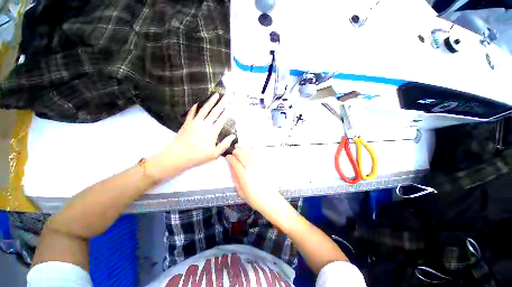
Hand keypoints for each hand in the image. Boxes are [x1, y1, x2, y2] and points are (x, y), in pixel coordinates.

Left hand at [149, 94, 235, 179]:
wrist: (178, 156)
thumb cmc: (198, 156)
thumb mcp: (214, 154)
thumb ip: (224, 144)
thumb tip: (233, 136)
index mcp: (212, 132)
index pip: (221, 120)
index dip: (227, 113)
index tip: (231, 106)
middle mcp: (205, 125)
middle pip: (215, 112)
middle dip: (221, 103)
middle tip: (226, 96)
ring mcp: (195, 123)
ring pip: (204, 109)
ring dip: (210, 101)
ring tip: (215, 94)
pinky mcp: (187, 123)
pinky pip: (191, 113)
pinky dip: (195, 107)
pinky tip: (197, 102)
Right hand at [226, 147, 284, 213]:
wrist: (270, 200)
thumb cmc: (254, 198)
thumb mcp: (240, 191)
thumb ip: (235, 178)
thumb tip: (231, 167)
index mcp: (244, 176)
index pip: (235, 163)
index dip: (230, 158)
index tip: (228, 157)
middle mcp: (252, 169)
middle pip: (242, 155)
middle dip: (236, 152)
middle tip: (234, 152)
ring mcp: (259, 166)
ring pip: (250, 154)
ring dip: (244, 152)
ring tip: (241, 153)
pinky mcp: (265, 166)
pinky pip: (257, 156)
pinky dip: (251, 154)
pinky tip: (250, 156)